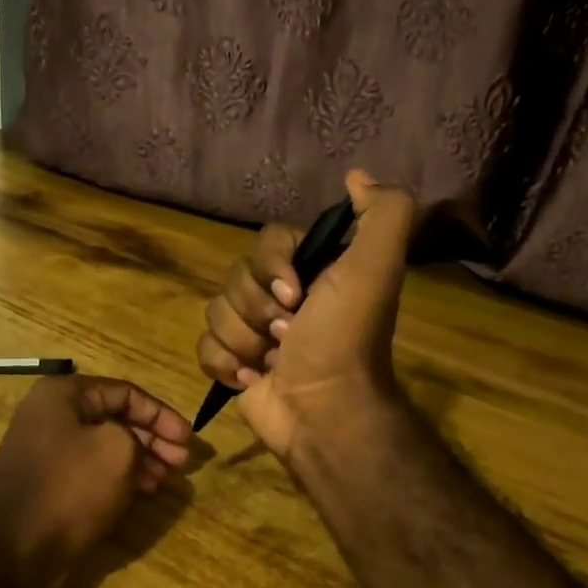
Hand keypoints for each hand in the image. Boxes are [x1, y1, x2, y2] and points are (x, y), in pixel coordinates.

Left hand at [0, 375, 191, 587]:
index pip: (125, 392)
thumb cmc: (69, 488)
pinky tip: (141, 491)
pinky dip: (117, 475)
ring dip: (139, 459)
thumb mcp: (117, 450)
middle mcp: (49, 414)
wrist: (12, 549)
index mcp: (63, 394)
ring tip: (165, 480)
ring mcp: (44, 449)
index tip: (188, 440)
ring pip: (103, 445)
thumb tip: (133, 445)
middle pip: (114, 417)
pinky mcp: (45, 480)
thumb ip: (136, 435)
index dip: (161, 414)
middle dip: (152, 438)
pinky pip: (89, 468)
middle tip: (182, 462)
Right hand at [196, 170, 415, 463]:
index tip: (295, 294)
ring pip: (216, 311)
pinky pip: (204, 346)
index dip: (271, 266)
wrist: (323, 411)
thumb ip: (383, 213)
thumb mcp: (376, 267)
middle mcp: (282, 296)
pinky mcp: (233, 363)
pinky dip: (225, 364)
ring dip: (243, 340)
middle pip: (235, 277)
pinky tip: (251, 378)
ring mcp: (254, 331)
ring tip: (271, 362)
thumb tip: (356, 176)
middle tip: (289, 335)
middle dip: (257, 309)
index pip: (266, 241)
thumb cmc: (345, 339)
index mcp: (312, 271)